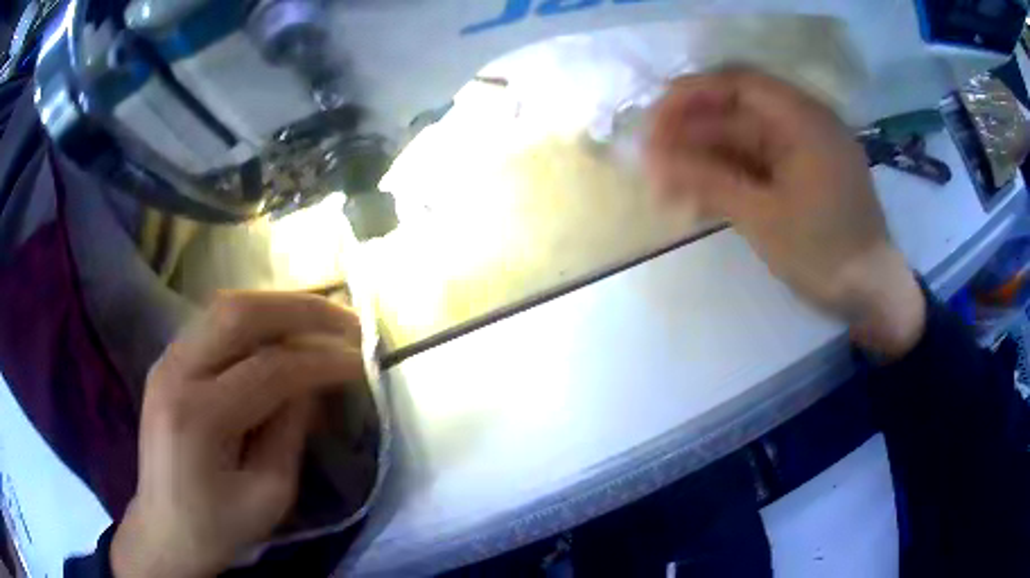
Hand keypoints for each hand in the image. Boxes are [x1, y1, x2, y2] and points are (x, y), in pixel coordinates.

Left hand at [111, 292, 365, 577]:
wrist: (165, 529)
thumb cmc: (219, 526)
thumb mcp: (269, 494)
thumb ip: (291, 432)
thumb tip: (314, 382)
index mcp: (198, 417)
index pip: (269, 369)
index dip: (320, 361)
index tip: (361, 361)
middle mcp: (175, 372)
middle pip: (240, 313)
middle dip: (301, 310)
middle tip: (347, 320)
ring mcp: (165, 360)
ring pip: (226, 307)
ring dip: (278, 307)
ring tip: (320, 319)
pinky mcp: (167, 361)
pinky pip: (214, 323)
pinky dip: (254, 319)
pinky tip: (280, 331)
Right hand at [645, 67, 925, 356]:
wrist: (872, 296)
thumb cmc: (826, 255)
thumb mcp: (764, 218)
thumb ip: (709, 181)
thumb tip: (653, 160)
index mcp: (803, 119)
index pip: (737, 84)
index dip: (691, 95)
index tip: (654, 121)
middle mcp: (804, 124)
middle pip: (737, 113)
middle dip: (692, 134)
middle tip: (652, 161)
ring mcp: (804, 152)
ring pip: (744, 143)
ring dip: (706, 160)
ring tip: (667, 187)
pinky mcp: (803, 177)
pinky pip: (758, 166)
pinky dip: (729, 177)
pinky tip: (699, 198)